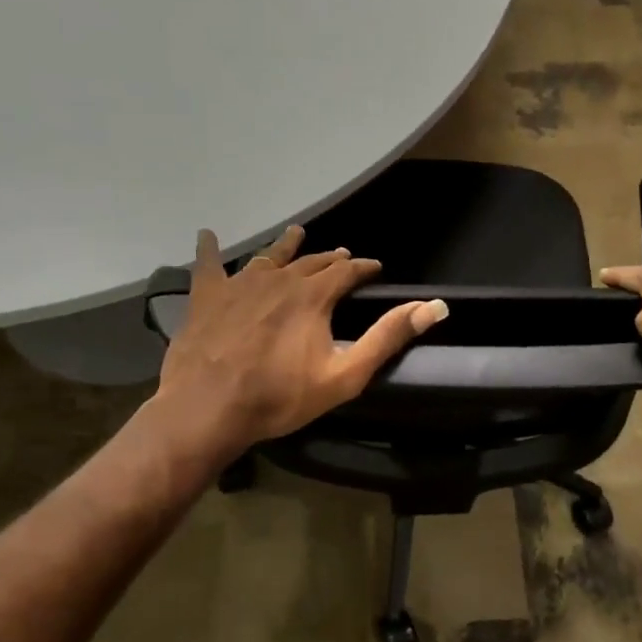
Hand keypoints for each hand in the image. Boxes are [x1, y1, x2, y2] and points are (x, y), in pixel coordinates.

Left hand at [154, 226, 448, 455]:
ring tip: (295, 233)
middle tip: (341, 256)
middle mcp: (279, 278)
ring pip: (268, 256)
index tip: (375, 267)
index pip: (347, 271)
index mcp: (313, 295)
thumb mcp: (345, 374)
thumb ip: (387, 337)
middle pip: (310, 261)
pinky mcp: (207, 295)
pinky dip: (210, 249)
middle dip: (329, 258)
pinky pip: (208, 263)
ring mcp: (240, 284)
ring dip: (285, 246)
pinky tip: (207, 235)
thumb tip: (434, 307)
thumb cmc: (280, 396)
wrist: (209, 407)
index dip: (363, 268)